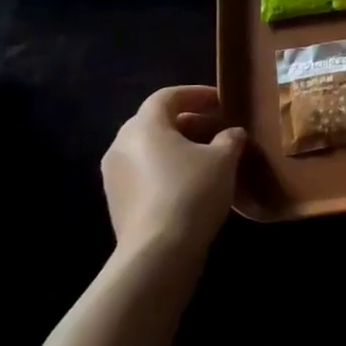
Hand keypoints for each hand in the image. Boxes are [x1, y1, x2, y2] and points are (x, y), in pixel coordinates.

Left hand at [101, 85, 245, 265]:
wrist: (157, 251)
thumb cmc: (192, 192)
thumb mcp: (223, 159)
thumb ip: (229, 138)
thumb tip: (231, 133)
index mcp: (144, 126)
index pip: (168, 96)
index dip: (197, 94)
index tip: (221, 101)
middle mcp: (121, 144)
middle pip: (156, 122)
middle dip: (189, 121)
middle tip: (218, 128)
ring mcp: (114, 175)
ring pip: (149, 149)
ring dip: (178, 147)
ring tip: (208, 157)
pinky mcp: (117, 201)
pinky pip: (144, 173)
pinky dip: (167, 169)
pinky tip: (191, 183)